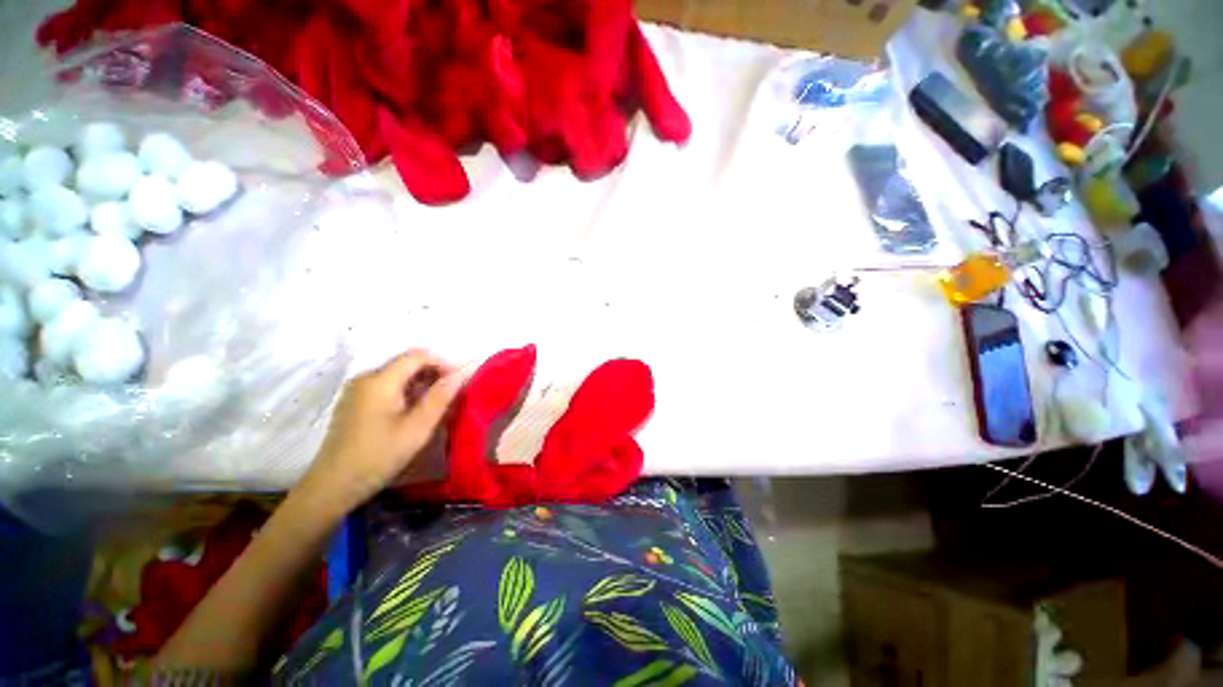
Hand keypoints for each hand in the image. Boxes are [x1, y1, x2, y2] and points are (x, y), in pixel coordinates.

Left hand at [297, 350, 462, 511]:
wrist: (332, 486)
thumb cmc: (379, 455)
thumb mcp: (417, 428)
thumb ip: (441, 397)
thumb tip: (462, 373)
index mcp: (380, 380)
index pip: (418, 356)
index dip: (443, 363)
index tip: (459, 382)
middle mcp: (366, 377)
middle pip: (407, 364)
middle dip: (433, 375)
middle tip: (451, 397)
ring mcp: (357, 390)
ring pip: (398, 376)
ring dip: (421, 385)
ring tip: (436, 407)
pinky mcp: (354, 402)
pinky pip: (386, 387)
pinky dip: (406, 393)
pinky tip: (413, 413)